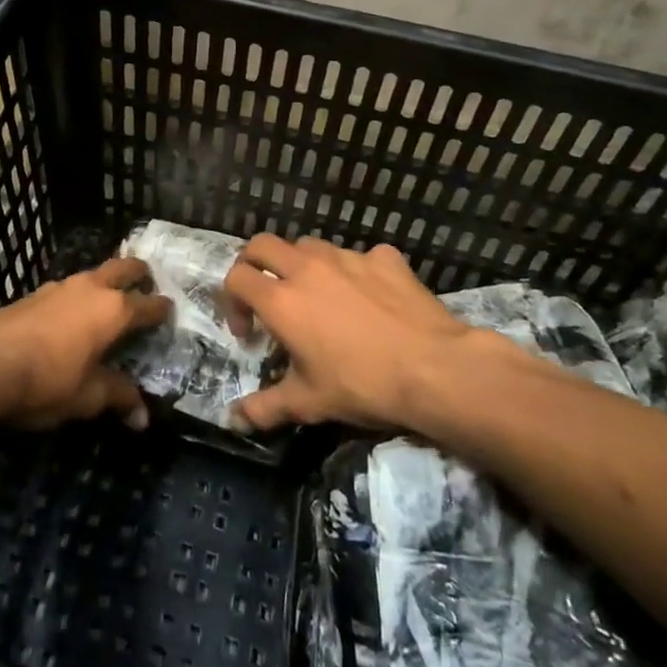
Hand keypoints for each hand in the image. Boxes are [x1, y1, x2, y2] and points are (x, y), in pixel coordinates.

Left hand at [0, 257, 170, 429]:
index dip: (162, 309)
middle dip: (139, 274)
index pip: (148, 305)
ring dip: (106, 282)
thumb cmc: (45, 381)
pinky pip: (68, 288)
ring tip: (110, 299)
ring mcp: (59, 287)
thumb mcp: (87, 396)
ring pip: (93, 274)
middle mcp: (90, 289)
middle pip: (123, 268)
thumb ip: (118, 397)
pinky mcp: (34, 294)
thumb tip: (143, 417)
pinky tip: (72, 314)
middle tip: (148, 283)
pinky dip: (80, 295)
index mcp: (113, 310)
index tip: (170, 310)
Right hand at [222, 235, 534, 430]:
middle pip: (262, 245)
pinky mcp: (383, 258)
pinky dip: (353, 272)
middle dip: (254, 264)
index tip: (248, 330)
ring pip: (309, 245)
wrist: (435, 369)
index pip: (236, 278)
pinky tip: (368, 297)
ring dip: (301, 264)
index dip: (231, 301)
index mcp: (281, 300)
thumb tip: (233, 420)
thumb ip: (264, 408)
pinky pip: (358, 256)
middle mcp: (308, 268)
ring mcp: (348, 257)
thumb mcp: (308, 403)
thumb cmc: (362, 385)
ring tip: (316, 296)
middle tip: (265, 295)